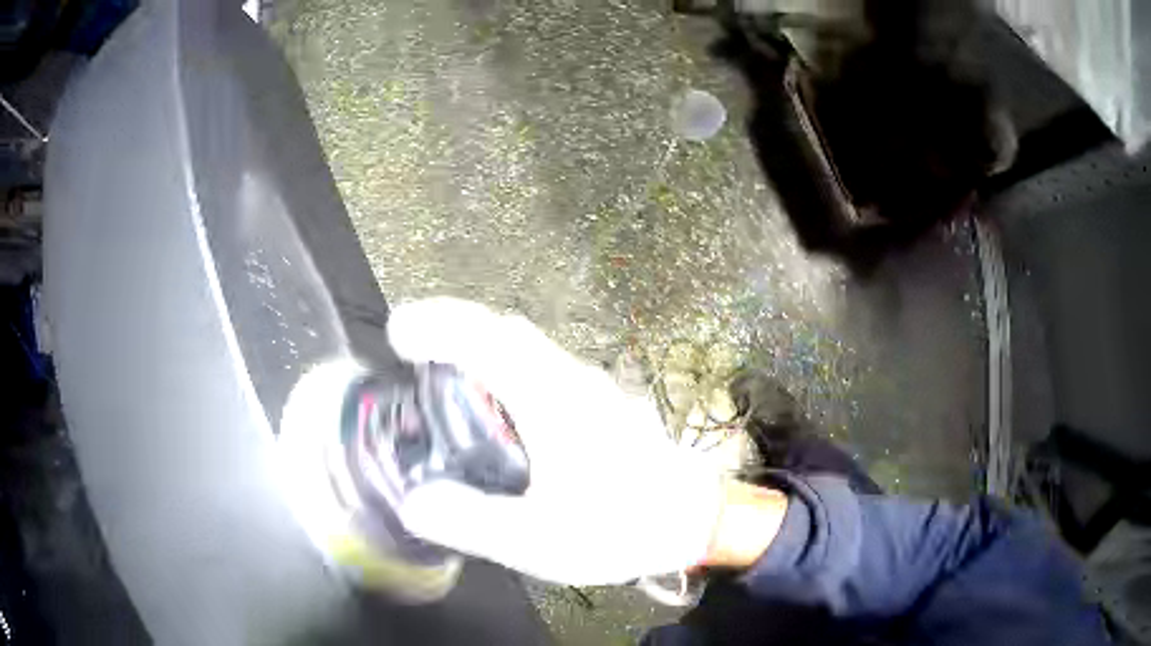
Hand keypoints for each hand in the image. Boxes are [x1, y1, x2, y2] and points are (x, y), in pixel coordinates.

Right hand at [387, 298, 729, 585]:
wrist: (696, 521)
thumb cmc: (622, 528)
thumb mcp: (538, 540)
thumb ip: (471, 521)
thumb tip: (413, 502)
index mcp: (552, 400)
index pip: (485, 338)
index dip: (435, 325)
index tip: (397, 333)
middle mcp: (572, 379)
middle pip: (504, 331)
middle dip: (452, 327)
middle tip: (412, 351)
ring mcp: (592, 388)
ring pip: (527, 347)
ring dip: (480, 347)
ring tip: (443, 377)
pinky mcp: (602, 403)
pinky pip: (543, 367)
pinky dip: (506, 369)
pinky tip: (499, 410)